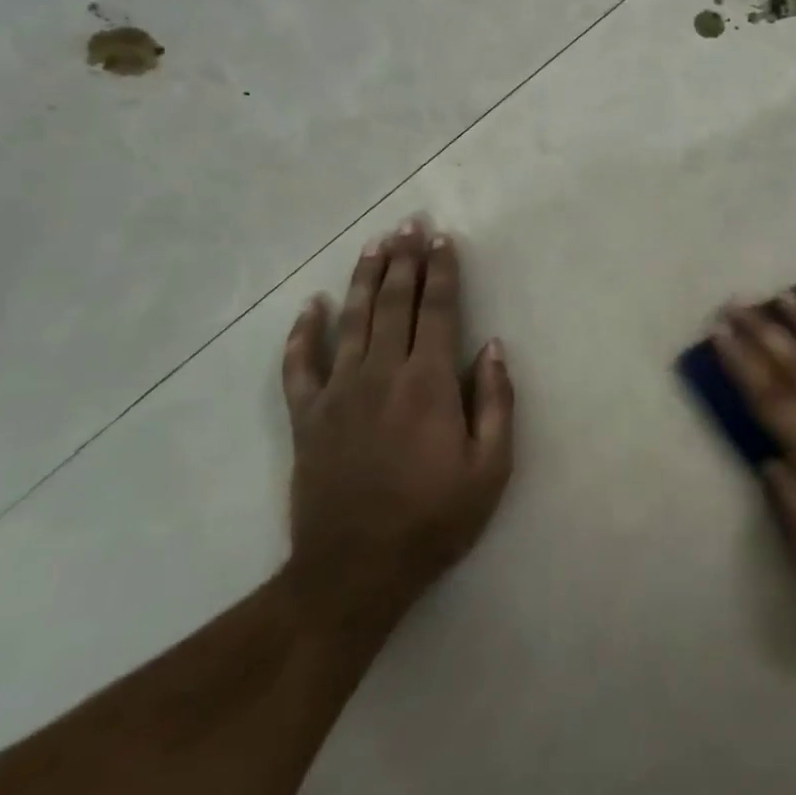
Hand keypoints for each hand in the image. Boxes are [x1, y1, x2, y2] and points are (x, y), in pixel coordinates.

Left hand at [279, 219, 514, 631]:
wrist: (354, 572)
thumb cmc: (433, 520)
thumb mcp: (490, 469)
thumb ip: (496, 403)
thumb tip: (492, 348)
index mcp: (429, 384)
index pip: (438, 310)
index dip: (442, 271)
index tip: (442, 239)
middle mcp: (382, 374)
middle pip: (394, 302)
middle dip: (405, 259)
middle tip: (409, 223)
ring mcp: (338, 393)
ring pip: (352, 320)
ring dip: (364, 278)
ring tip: (374, 244)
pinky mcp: (307, 417)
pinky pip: (299, 365)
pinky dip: (303, 332)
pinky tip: (310, 305)